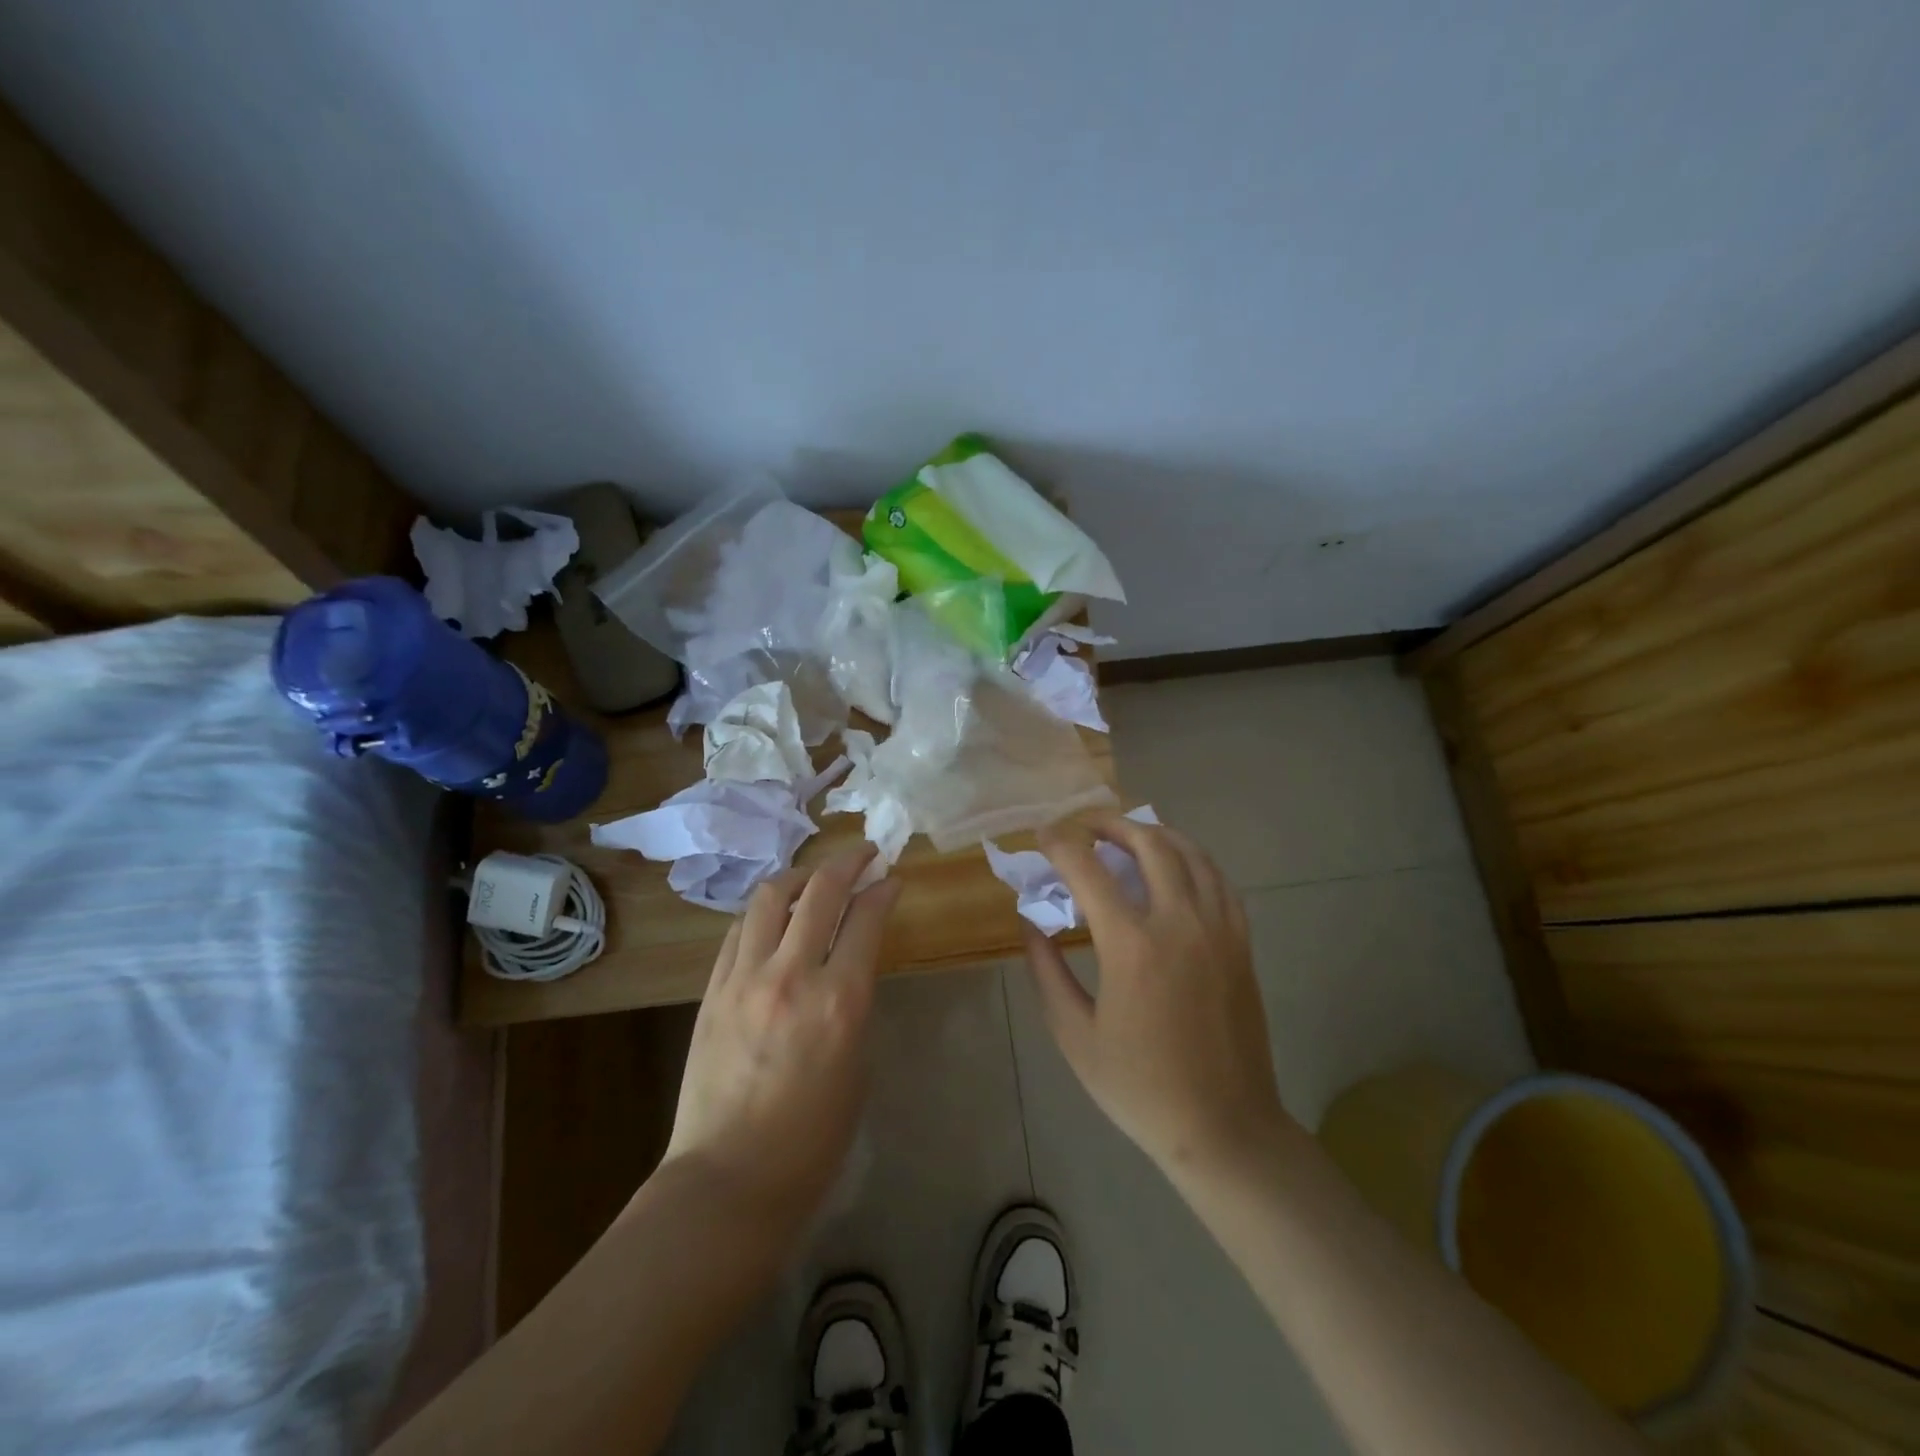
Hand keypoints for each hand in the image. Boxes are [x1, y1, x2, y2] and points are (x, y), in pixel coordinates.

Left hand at [660, 847, 902, 1224]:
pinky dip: (764, 912)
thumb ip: (855, 1003)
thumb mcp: (857, 1065)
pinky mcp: (713, 990)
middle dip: (848, 862)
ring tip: (815, 880)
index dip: (883, 890)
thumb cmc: (812, 1138)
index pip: (866, 918)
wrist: (729, 1179)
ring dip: (800, 877)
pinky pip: (739, 930)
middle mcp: (792, 976)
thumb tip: (849, 964)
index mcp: (841, 1001)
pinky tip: (774, 917)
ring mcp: (745, 979)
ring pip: (771, 897)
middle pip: (821, 891)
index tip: (892, 878)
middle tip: (864, 854)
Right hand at [1025, 811, 1290, 1179]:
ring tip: (1125, 834)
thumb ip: (1046, 970)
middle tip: (1082, 825)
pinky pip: (1218, 879)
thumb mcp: (1073, 1035)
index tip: (1042, 836)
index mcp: (1131, 946)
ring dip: (1153, 832)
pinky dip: (1191, 858)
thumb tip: (1030, 922)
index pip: (1088, 869)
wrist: (1223, 1127)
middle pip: (1147, 843)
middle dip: (1108, 823)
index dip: (1060, 844)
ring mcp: (1218, 929)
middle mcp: (1179, 923)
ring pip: (1189, 852)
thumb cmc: (1139, 1087)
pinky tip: (1173, 865)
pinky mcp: (1241, 942)